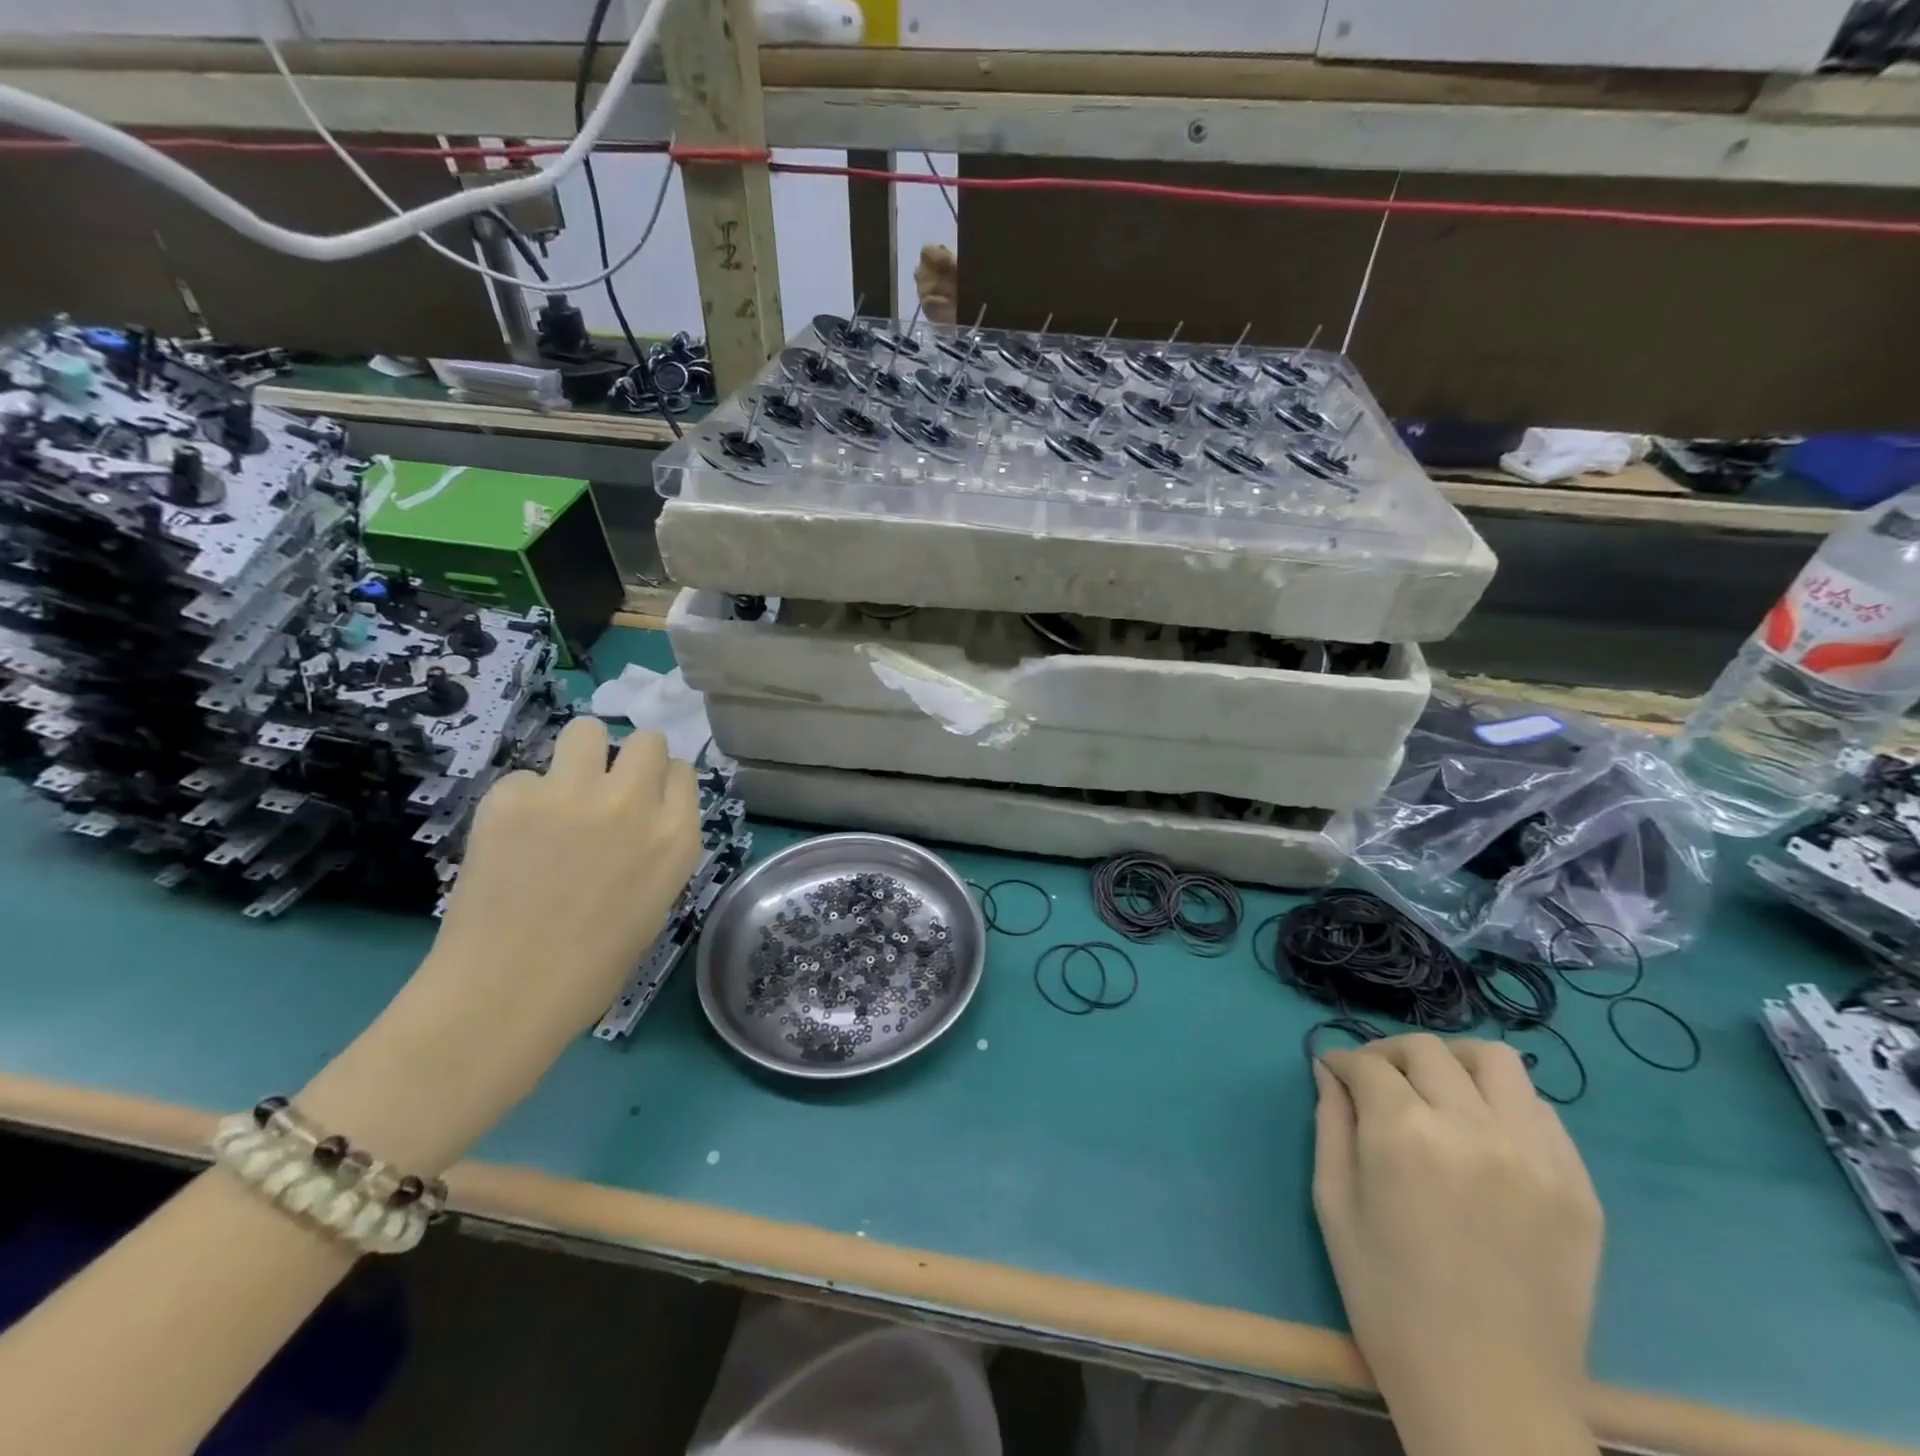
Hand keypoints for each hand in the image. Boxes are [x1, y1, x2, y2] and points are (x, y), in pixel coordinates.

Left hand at [300, 719, 700, 1171]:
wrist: (508, 994)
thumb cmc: (594, 964)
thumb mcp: (657, 899)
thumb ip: (660, 845)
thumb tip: (643, 814)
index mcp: (676, 837)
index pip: (682, 771)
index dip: (660, 785)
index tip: (642, 804)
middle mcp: (634, 804)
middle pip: (646, 740)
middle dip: (628, 759)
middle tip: (604, 790)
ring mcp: (572, 795)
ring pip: (587, 730)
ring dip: (580, 756)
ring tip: (561, 792)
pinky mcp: (514, 797)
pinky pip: (525, 776)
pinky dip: (523, 801)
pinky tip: (512, 838)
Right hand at [1313, 1035, 1602, 1455]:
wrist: (1488, 1394)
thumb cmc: (1389, 1300)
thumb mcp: (1334, 1206)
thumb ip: (1330, 1126)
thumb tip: (1328, 1073)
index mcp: (1404, 1136)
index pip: (1367, 1065)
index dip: (1341, 1061)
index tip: (1332, 1071)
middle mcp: (1473, 1129)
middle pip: (1426, 1050)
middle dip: (1388, 1053)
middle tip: (1375, 1079)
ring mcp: (1536, 1157)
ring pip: (1496, 1061)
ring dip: (1454, 1062)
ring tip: (1436, 1089)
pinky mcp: (1579, 1188)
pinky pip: (1542, 1112)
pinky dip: (1504, 1103)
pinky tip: (1484, 1131)